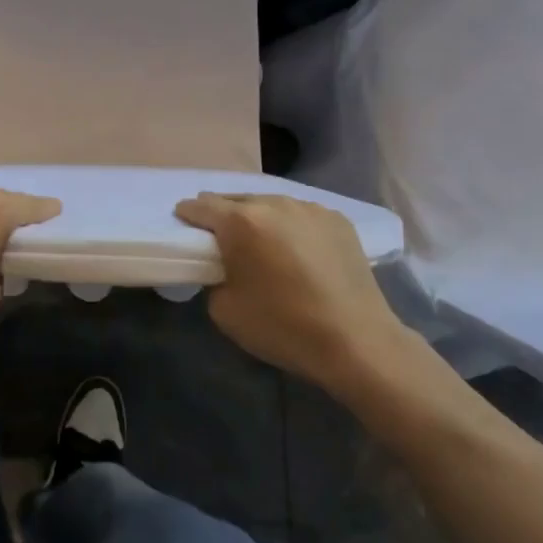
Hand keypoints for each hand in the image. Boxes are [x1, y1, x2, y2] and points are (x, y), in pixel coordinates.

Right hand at [174, 192, 422, 400]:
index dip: (188, 215)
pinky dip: (291, 228)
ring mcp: (309, 208)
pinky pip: (301, 216)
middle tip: (221, 239)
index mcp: (241, 222)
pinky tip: (297, 252)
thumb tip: (223, 269)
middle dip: (223, 215)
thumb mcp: (225, 311)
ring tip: (262, 244)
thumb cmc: (284, 327)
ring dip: (259, 219)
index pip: (201, 206)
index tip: (184, 226)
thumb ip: (213, 278)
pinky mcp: (337, 220)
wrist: (358, 342)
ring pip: (271, 204)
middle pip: (236, 200)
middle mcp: (274, 203)